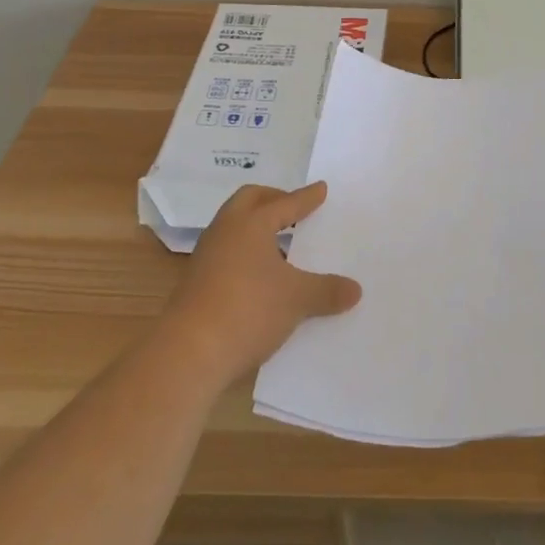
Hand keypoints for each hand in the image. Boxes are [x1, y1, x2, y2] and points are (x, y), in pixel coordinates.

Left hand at [164, 182, 361, 384]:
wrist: (188, 354)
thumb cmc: (248, 310)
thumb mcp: (297, 299)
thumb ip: (327, 291)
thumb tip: (356, 290)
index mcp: (250, 224)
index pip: (284, 203)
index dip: (305, 198)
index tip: (321, 189)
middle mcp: (225, 232)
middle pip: (249, 201)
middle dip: (273, 200)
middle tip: (293, 207)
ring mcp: (206, 257)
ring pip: (234, 228)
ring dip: (256, 228)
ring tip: (281, 243)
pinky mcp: (196, 284)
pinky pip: (227, 253)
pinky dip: (246, 254)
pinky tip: (262, 276)